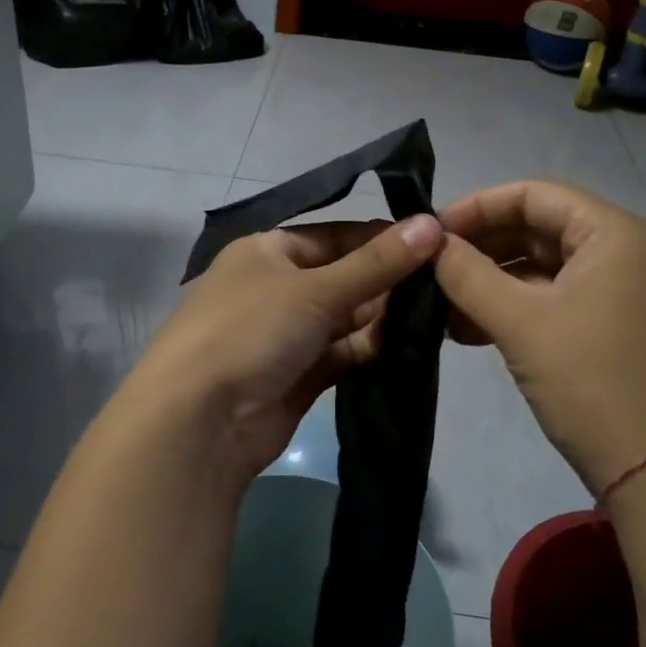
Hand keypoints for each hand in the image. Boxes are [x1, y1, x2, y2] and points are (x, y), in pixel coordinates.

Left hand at [123, 214, 444, 489]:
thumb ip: (376, 263)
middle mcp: (275, 288)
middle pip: (343, 276)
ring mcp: (285, 335)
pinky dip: (370, 349)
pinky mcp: (297, 376)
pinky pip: (342, 353)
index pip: (334, 235)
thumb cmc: (250, 331)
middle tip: (445, 281)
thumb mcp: (315, 289)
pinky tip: (408, 345)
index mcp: (267, 251)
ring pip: (345, 318)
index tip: (434, 241)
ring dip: (383, 317)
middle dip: (387, 280)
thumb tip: (432, 224)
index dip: (380, 238)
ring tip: (437, 313)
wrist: (200, 422)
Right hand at [435, 181, 645, 497]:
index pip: (533, 194)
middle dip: (481, 249)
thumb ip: (467, 274)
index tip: (431, 233)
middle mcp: (625, 251)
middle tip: (430, 270)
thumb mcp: (519, 322)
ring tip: (440, 307)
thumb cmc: (590, 381)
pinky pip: (555, 300)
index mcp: (614, 232)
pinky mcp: (614, 327)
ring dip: (491, 283)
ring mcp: (622, 291)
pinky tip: (469, 331)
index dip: (476, 207)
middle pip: (538, 229)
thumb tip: (429, 242)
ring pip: (542, 269)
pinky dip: (514, 309)